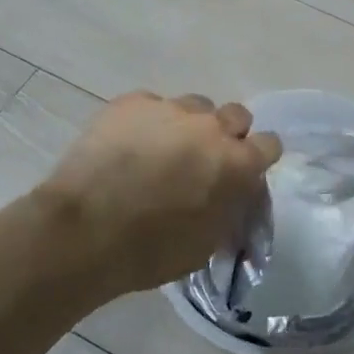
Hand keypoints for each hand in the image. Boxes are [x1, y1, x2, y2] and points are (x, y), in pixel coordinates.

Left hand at [40, 92, 281, 295]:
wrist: (83, 232)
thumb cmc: (151, 250)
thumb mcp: (208, 243)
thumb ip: (230, 208)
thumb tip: (234, 194)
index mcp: (237, 163)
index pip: (270, 144)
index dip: (258, 158)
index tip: (244, 173)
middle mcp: (210, 127)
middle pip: (236, 115)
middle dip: (227, 135)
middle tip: (205, 160)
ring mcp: (169, 109)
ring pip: (194, 106)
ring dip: (189, 125)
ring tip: (164, 149)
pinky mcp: (130, 103)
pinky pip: (152, 105)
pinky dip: (149, 122)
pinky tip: (130, 146)